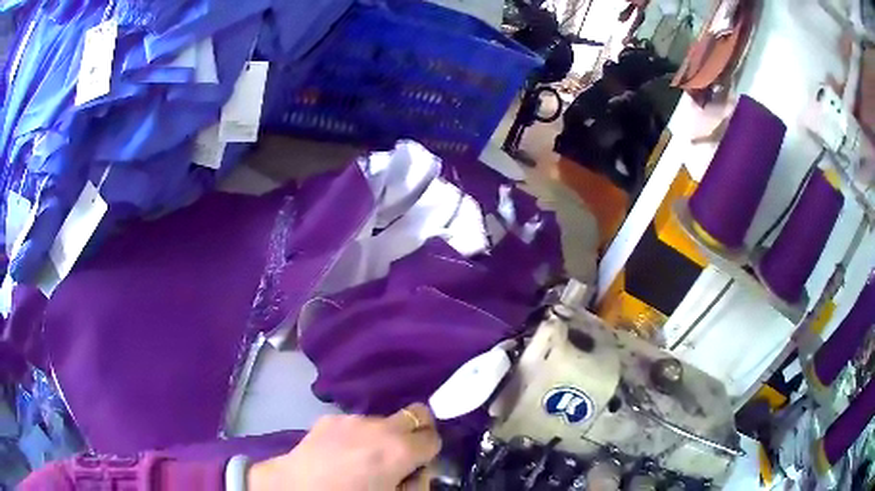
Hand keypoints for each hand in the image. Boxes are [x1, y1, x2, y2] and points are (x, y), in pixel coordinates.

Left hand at [247, 403, 440, 489]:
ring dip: (383, 435)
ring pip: (383, 420)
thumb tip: (419, 470)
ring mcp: (353, 419)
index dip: (430, 452)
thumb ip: (416, 482)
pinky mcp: (330, 418)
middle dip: (416, 431)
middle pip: (417, 413)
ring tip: (363, 457)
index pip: (434, 437)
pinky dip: (357, 435)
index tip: (420, 463)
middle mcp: (380, 427)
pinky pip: (356, 424)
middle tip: (404, 453)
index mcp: (401, 450)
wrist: (296, 489)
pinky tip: (341, 453)